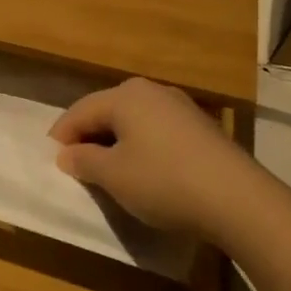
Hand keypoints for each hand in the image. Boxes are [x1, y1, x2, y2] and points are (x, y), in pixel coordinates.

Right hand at [50, 77, 258, 239]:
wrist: (238, 199)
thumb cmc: (163, 181)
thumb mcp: (113, 175)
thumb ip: (84, 161)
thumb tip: (68, 154)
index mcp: (125, 96)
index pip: (79, 111)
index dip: (61, 136)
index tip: (52, 162)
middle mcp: (152, 91)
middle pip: (107, 110)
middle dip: (88, 136)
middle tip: (76, 165)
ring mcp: (181, 107)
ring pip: (133, 121)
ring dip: (115, 142)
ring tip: (107, 170)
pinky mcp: (201, 128)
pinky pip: (156, 131)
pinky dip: (141, 147)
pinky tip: (143, 171)